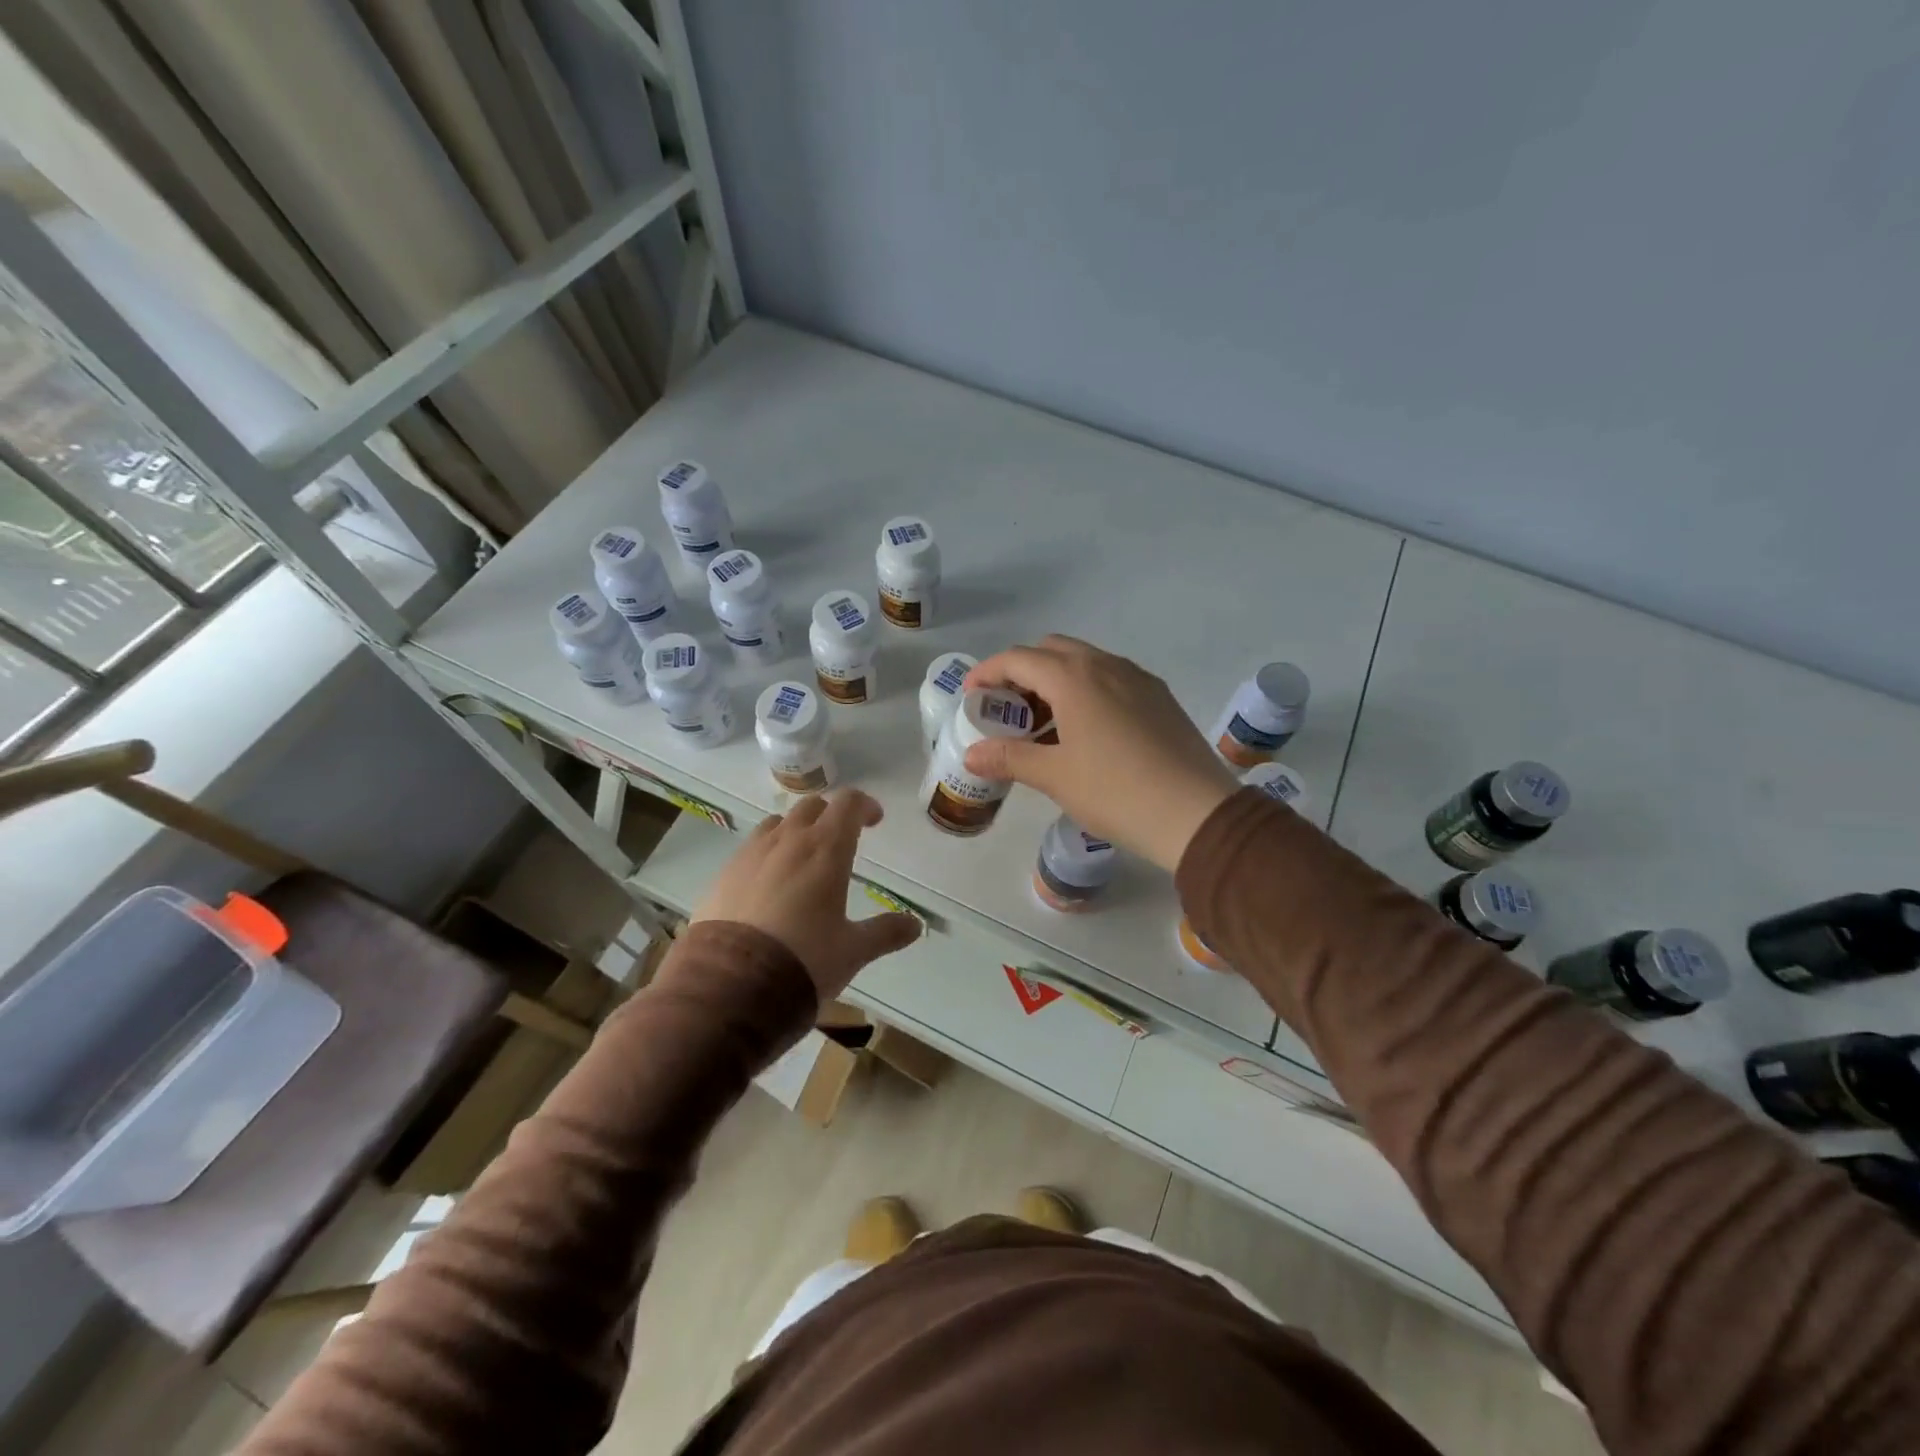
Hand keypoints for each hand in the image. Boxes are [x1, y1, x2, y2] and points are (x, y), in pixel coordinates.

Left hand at [690, 789, 920, 998]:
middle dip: (830, 816)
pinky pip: (750, 850)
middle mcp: (787, 840)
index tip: (874, 821)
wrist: (730, 986)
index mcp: (826, 848)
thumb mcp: (853, 951)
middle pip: (811, 806)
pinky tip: (768, 886)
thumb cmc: (804, 960)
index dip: (864, 806)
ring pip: (777, 824)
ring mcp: (751, 854)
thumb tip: (915, 926)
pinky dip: (766, 855)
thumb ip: (885, 932)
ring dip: (795, 831)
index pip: (848, 804)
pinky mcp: (723, 875)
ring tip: (802, 859)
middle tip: (841, 840)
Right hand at [964, 636, 1239, 871]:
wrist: (1196, 814)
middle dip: (1022, 672)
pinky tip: (1086, 731)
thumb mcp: (1055, 776)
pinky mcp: (1160, 697)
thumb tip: (971, 754)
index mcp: (1075, 677)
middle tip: (1009, 710)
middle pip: (1052, 650)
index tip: (972, 696)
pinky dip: (1086, 691)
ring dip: (1055, 681)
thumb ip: (1009, 758)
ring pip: (1085, 663)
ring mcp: (1138, 678)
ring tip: (1044, 725)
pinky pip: (1111, 678)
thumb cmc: (1116, 792)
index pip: (1018, 658)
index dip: (988, 672)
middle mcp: (1106, 665)